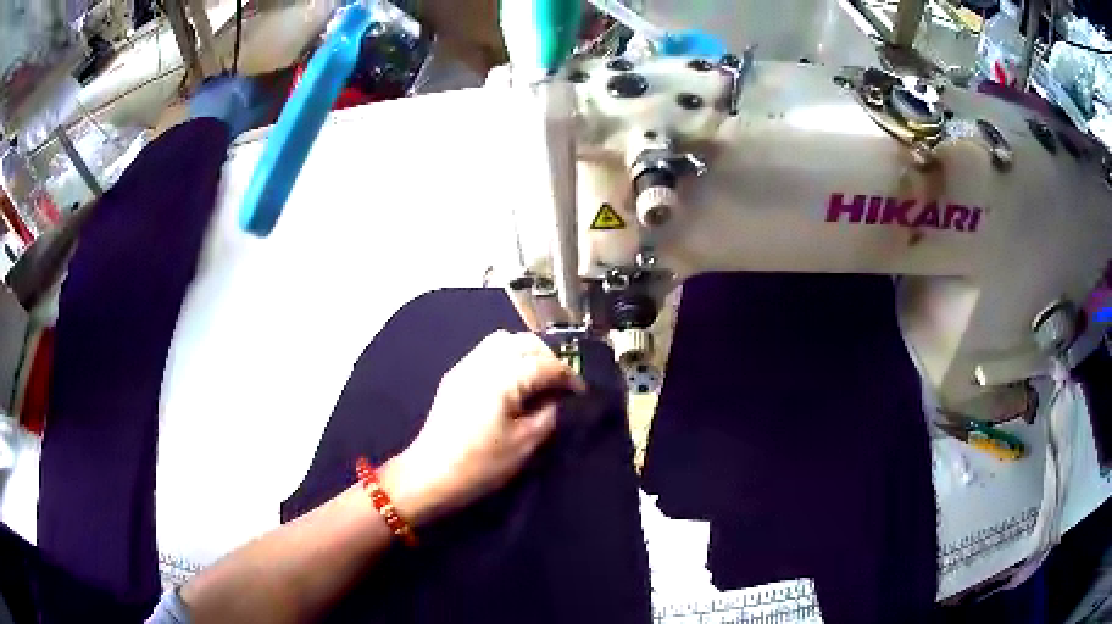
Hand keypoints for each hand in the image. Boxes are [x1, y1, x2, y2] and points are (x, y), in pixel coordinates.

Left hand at [381, 331, 585, 523]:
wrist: (431, 474)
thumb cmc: (481, 464)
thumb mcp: (525, 444)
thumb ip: (547, 414)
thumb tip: (553, 398)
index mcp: (502, 379)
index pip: (543, 364)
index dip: (567, 375)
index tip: (580, 392)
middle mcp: (482, 363)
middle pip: (523, 341)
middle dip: (547, 357)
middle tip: (560, 381)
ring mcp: (464, 366)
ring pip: (502, 340)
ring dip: (525, 352)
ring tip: (537, 378)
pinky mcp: (454, 376)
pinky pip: (486, 352)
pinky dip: (507, 357)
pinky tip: (513, 382)